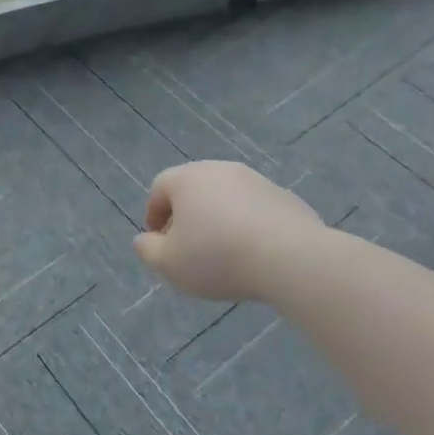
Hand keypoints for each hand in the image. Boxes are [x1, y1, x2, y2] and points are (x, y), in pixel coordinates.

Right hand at [133, 161, 320, 303]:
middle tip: (187, 246)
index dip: (153, 214)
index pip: (159, 188)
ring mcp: (257, 181)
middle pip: (194, 189)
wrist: (290, 258)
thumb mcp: (170, 264)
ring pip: (227, 198)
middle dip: (186, 215)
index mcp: (187, 178)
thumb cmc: (217, 257)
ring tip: (222, 252)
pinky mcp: (285, 198)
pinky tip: (253, 253)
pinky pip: (256, 210)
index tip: (157, 240)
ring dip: (218, 219)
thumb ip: (148, 251)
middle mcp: (221, 170)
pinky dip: (248, 225)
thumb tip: (143, 240)